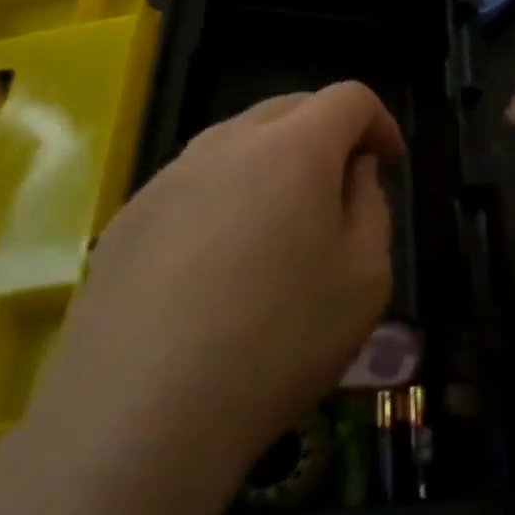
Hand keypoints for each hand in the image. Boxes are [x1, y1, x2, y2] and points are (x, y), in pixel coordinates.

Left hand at [25, 82, 402, 496]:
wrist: (139, 417)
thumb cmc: (280, 342)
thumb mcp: (366, 279)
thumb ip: (371, 208)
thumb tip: (352, 173)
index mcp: (293, 149)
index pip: (348, 97)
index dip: (379, 122)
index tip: (388, 164)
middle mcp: (225, 145)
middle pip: (289, 108)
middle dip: (327, 133)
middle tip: (342, 189)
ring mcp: (167, 179)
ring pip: (236, 143)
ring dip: (274, 164)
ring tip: (282, 229)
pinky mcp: (126, 220)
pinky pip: (193, 184)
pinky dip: (225, 198)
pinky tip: (221, 268)